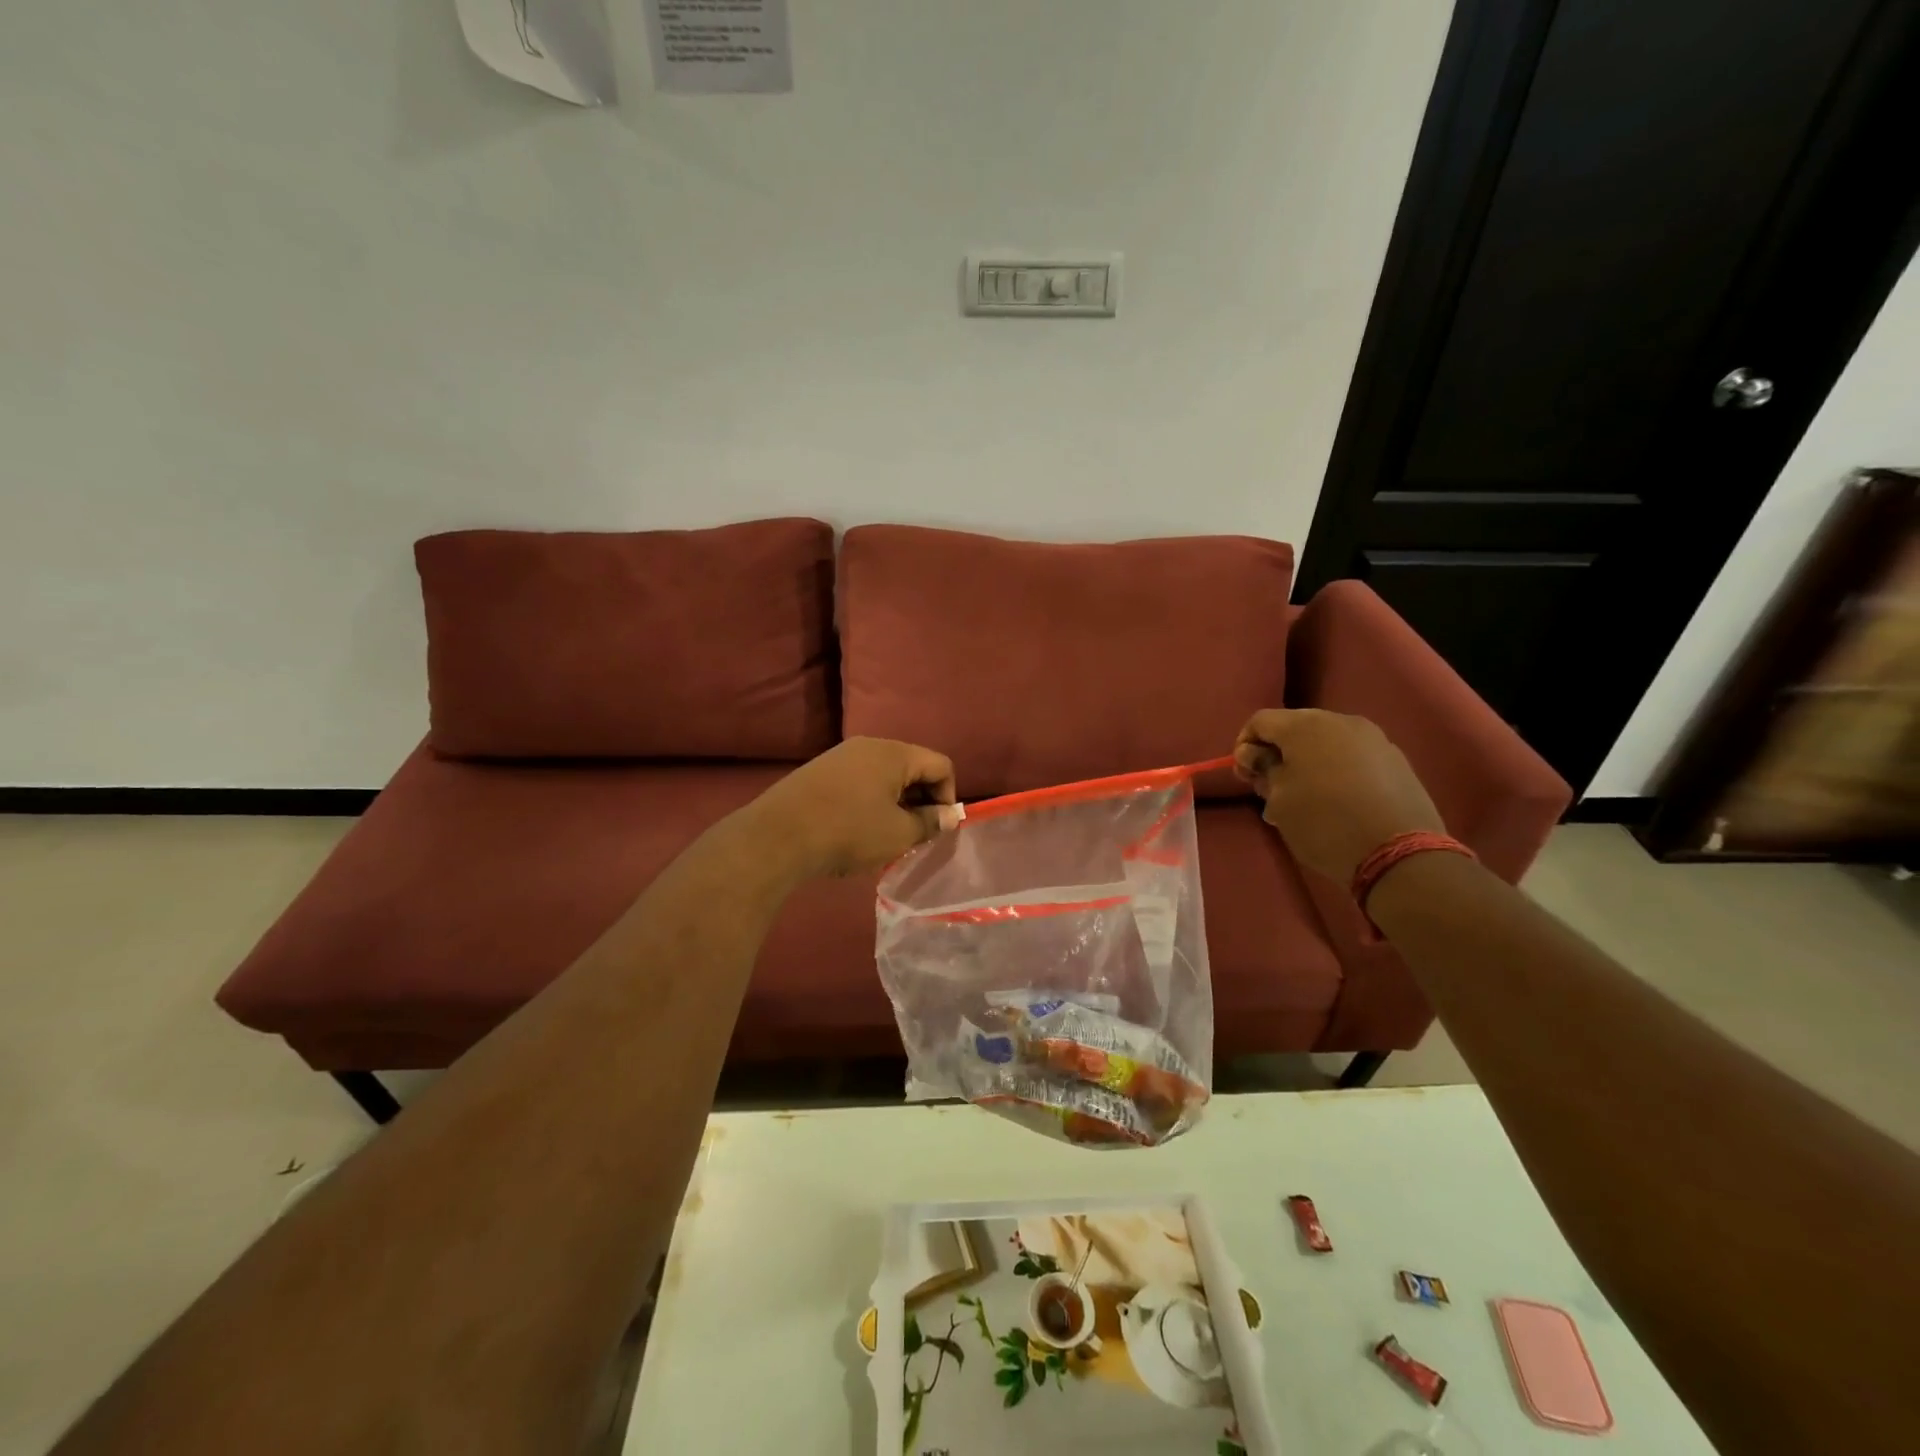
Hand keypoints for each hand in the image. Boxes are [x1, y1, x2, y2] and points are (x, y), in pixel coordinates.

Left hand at [750, 737, 961, 878]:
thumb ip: (930, 822)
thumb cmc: (848, 832)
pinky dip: (869, 801)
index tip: (937, 827)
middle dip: (921, 800)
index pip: (940, 765)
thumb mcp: (898, 833)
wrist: (778, 836)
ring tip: (886, 835)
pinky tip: (857, 829)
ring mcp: (840, 756)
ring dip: (894, 802)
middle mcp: (869, 746)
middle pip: (912, 767)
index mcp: (894, 753)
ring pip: (884, 775)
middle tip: (915, 834)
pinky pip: (859, 781)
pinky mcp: (819, 771)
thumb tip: (951, 814)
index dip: (948, 796)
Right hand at [1232, 708, 1443, 882]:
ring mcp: (1374, 739)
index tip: (1246, 776)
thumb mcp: (1279, 800)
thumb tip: (1255, 754)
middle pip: (1295, 727)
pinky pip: (1353, 756)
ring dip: (1307, 763)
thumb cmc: (1324, 823)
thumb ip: (1263, 769)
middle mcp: (1341, 721)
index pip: (1260, 721)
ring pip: (1326, 742)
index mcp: (1306, 726)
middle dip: (1277, 753)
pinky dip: (1336, 770)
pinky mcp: (1396, 761)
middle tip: (1271, 789)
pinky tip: (1336, 801)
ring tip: (1305, 799)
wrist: (1399, 854)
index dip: (1244, 745)